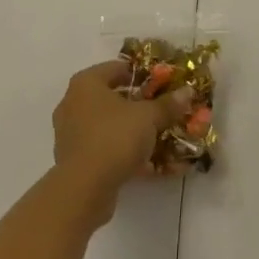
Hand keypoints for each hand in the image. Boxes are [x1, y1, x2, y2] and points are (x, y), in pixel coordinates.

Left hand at [52, 60, 191, 222]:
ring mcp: (71, 133)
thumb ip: (167, 104)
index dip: (142, 75)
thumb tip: (187, 91)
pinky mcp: (74, 160)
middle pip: (113, 97)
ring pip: (108, 125)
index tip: (163, 84)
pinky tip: (145, 163)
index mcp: (87, 83)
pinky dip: (122, 152)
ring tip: (156, 137)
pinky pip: (103, 148)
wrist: (83, 190)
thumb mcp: (148, 117)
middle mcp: (73, 103)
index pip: (118, 68)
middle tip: (161, 109)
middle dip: (138, 104)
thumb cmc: (114, 138)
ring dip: (130, 130)